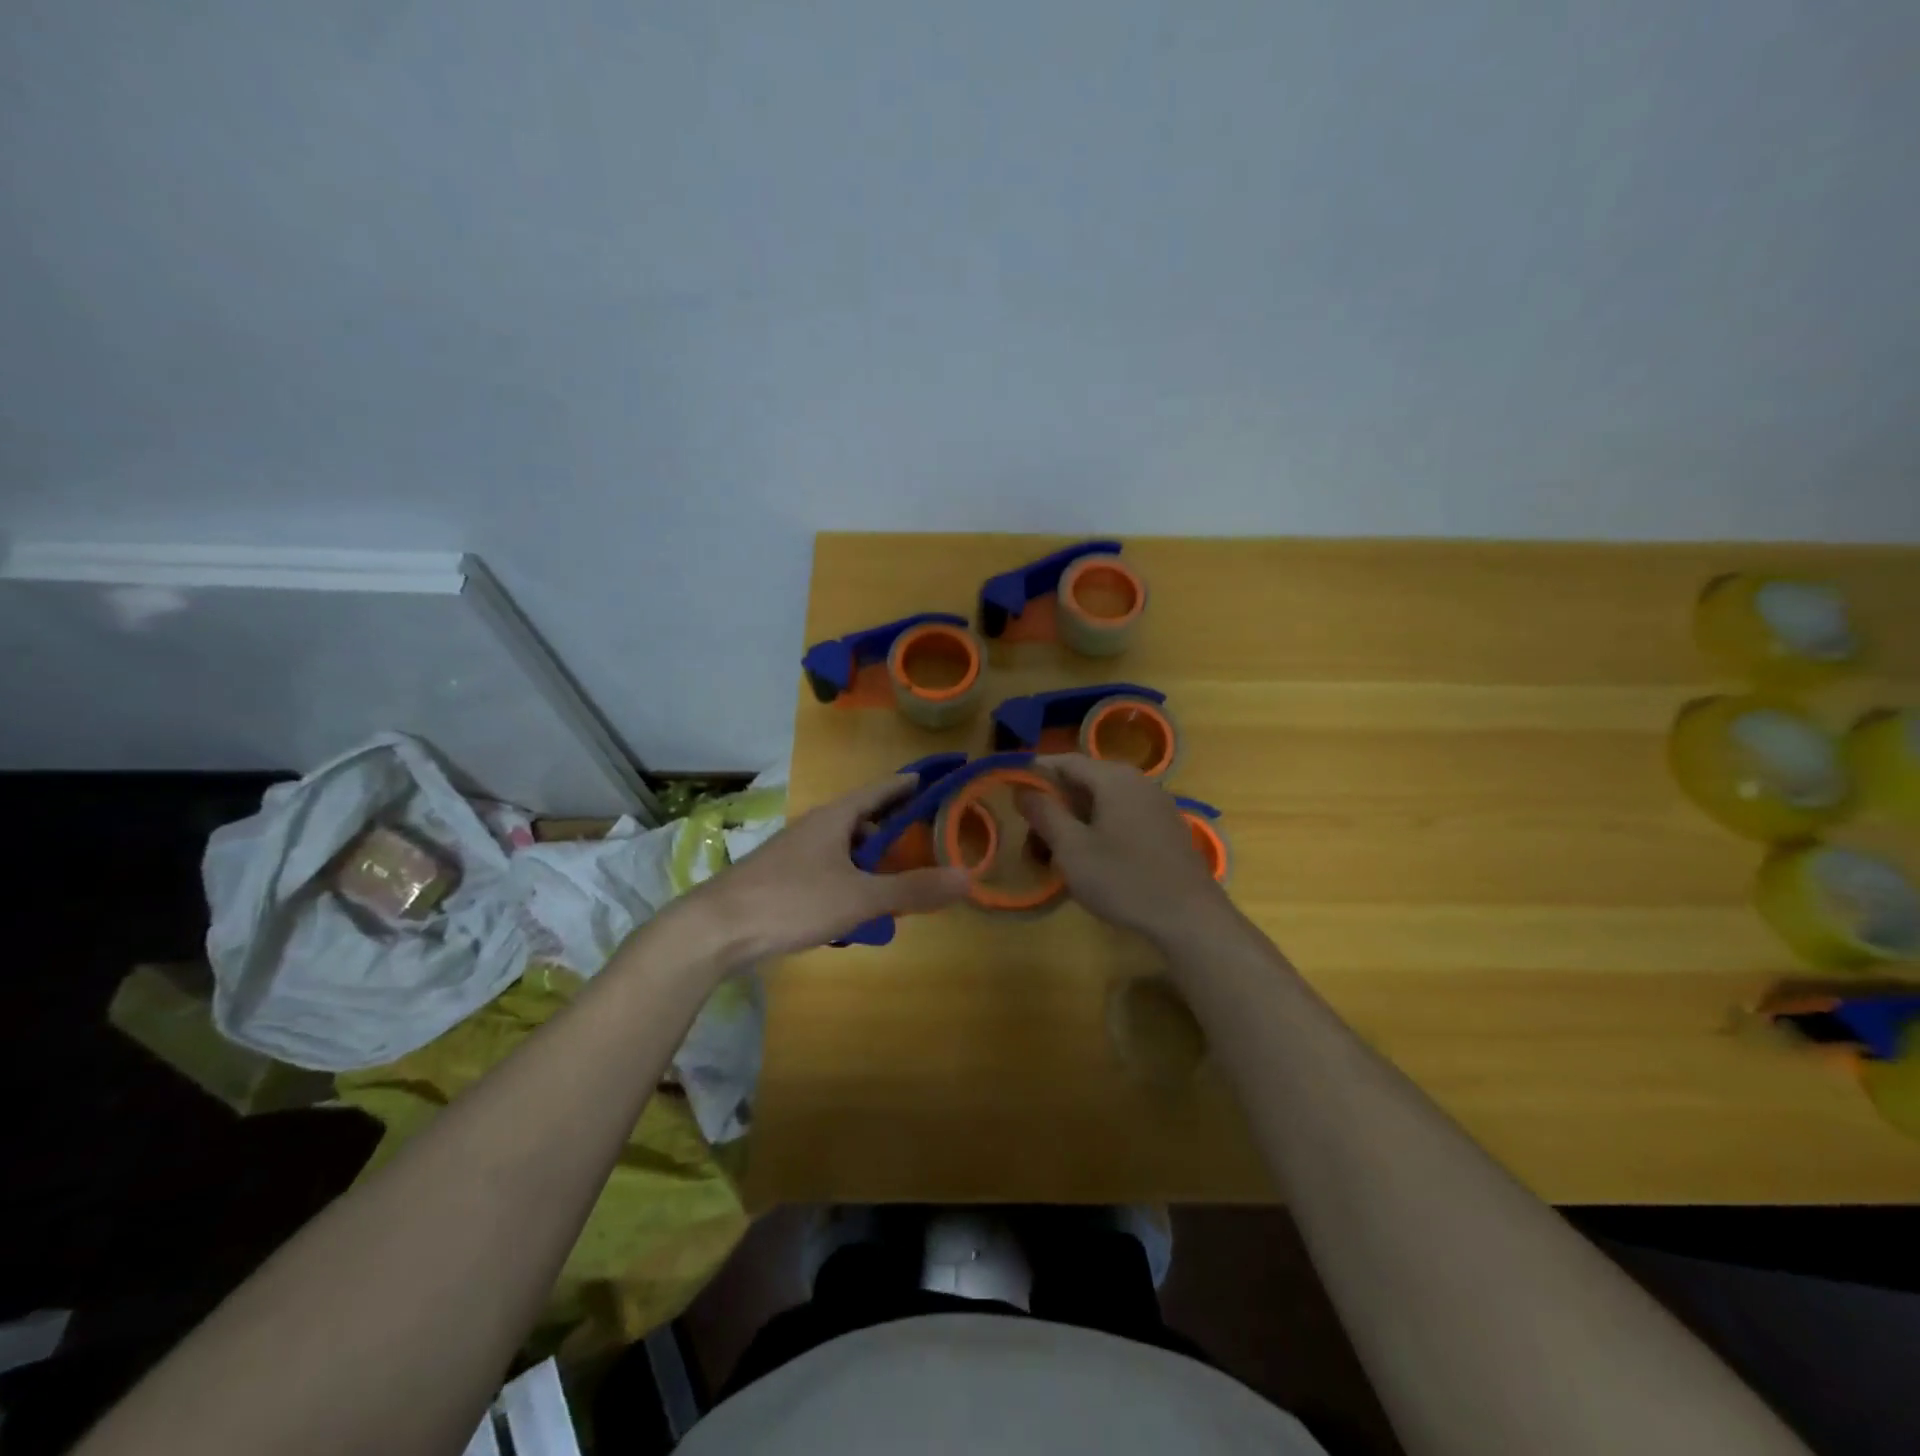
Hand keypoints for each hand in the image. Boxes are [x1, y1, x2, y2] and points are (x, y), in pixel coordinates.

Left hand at [678, 774, 971, 963]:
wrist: (714, 929)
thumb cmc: (792, 901)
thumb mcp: (860, 897)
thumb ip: (912, 889)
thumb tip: (967, 878)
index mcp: (835, 818)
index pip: (880, 790)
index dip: (907, 785)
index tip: (933, 779)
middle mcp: (814, 827)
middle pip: (862, 820)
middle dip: (893, 832)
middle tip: (924, 846)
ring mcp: (794, 852)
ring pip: (843, 849)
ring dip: (870, 862)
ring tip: (894, 886)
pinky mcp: (780, 878)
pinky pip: (827, 870)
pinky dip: (849, 881)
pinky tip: (854, 910)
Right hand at [1017, 754, 1230, 945]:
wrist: (1190, 918)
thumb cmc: (1124, 879)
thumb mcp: (1072, 848)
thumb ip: (1044, 813)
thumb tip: (1024, 788)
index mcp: (1114, 777)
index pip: (1064, 761)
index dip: (1033, 774)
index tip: (1009, 794)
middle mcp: (1137, 781)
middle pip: (1083, 781)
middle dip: (1052, 805)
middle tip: (1030, 837)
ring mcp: (1156, 804)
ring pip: (1101, 802)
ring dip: (1073, 822)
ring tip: (1054, 856)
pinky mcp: (1165, 828)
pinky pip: (1121, 817)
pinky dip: (1097, 830)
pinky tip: (1089, 861)